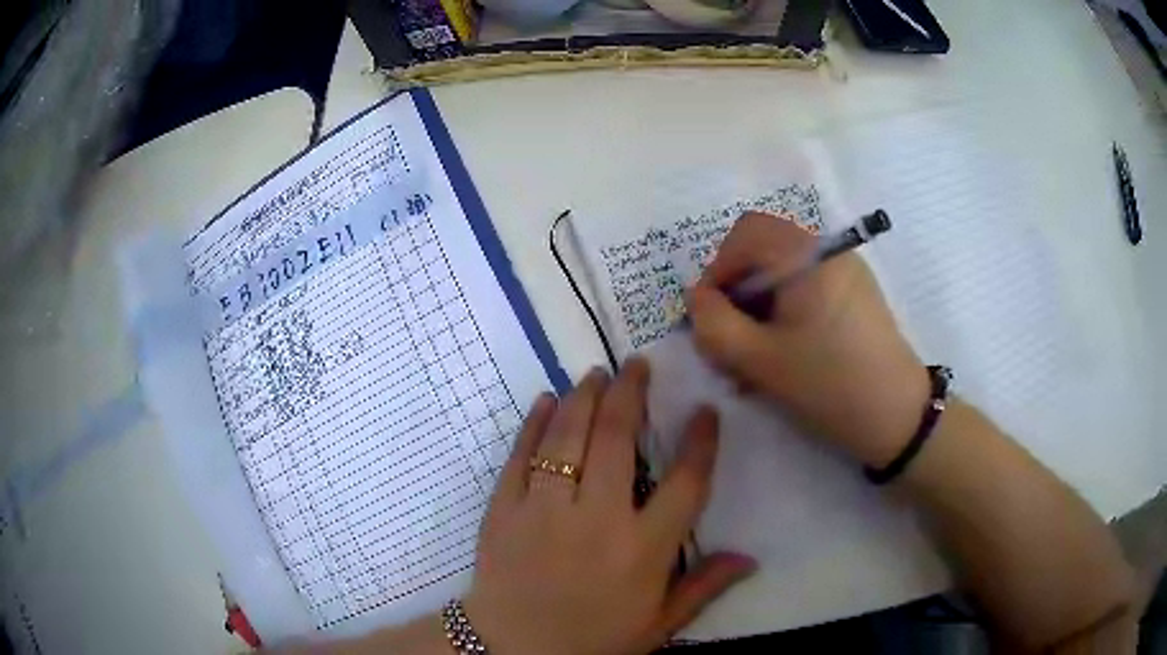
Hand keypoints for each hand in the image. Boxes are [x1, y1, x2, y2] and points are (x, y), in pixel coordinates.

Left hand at [463, 361, 754, 654]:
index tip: (705, 411)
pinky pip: (519, 456)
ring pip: (567, 438)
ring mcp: (544, 510)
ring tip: (596, 374)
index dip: (701, 442)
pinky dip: (533, 424)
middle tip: (636, 365)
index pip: (685, 483)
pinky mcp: (504, 509)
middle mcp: (596, 520)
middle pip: (617, 439)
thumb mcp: (657, 625)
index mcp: (643, 550)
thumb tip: (750, 558)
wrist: (512, 651)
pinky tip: (546, 401)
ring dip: (583, 398)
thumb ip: (703, 587)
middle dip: (629, 394)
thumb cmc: (593, 641)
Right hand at [686, 212, 927, 467]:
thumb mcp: (760, 361)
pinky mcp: (854, 294)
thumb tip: (696, 299)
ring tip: (752, 358)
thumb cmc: (829, 384)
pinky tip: (780, 355)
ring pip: (784, 273)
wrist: (898, 416)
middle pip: (764, 251)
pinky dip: (784, 314)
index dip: (716, 272)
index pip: (744, 236)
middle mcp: (828, 249)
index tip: (710, 319)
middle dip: (737, 292)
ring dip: (758, 308)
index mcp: (807, 253)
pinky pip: (807, 289)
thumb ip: (714, 325)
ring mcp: (846, 270)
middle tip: (729, 339)